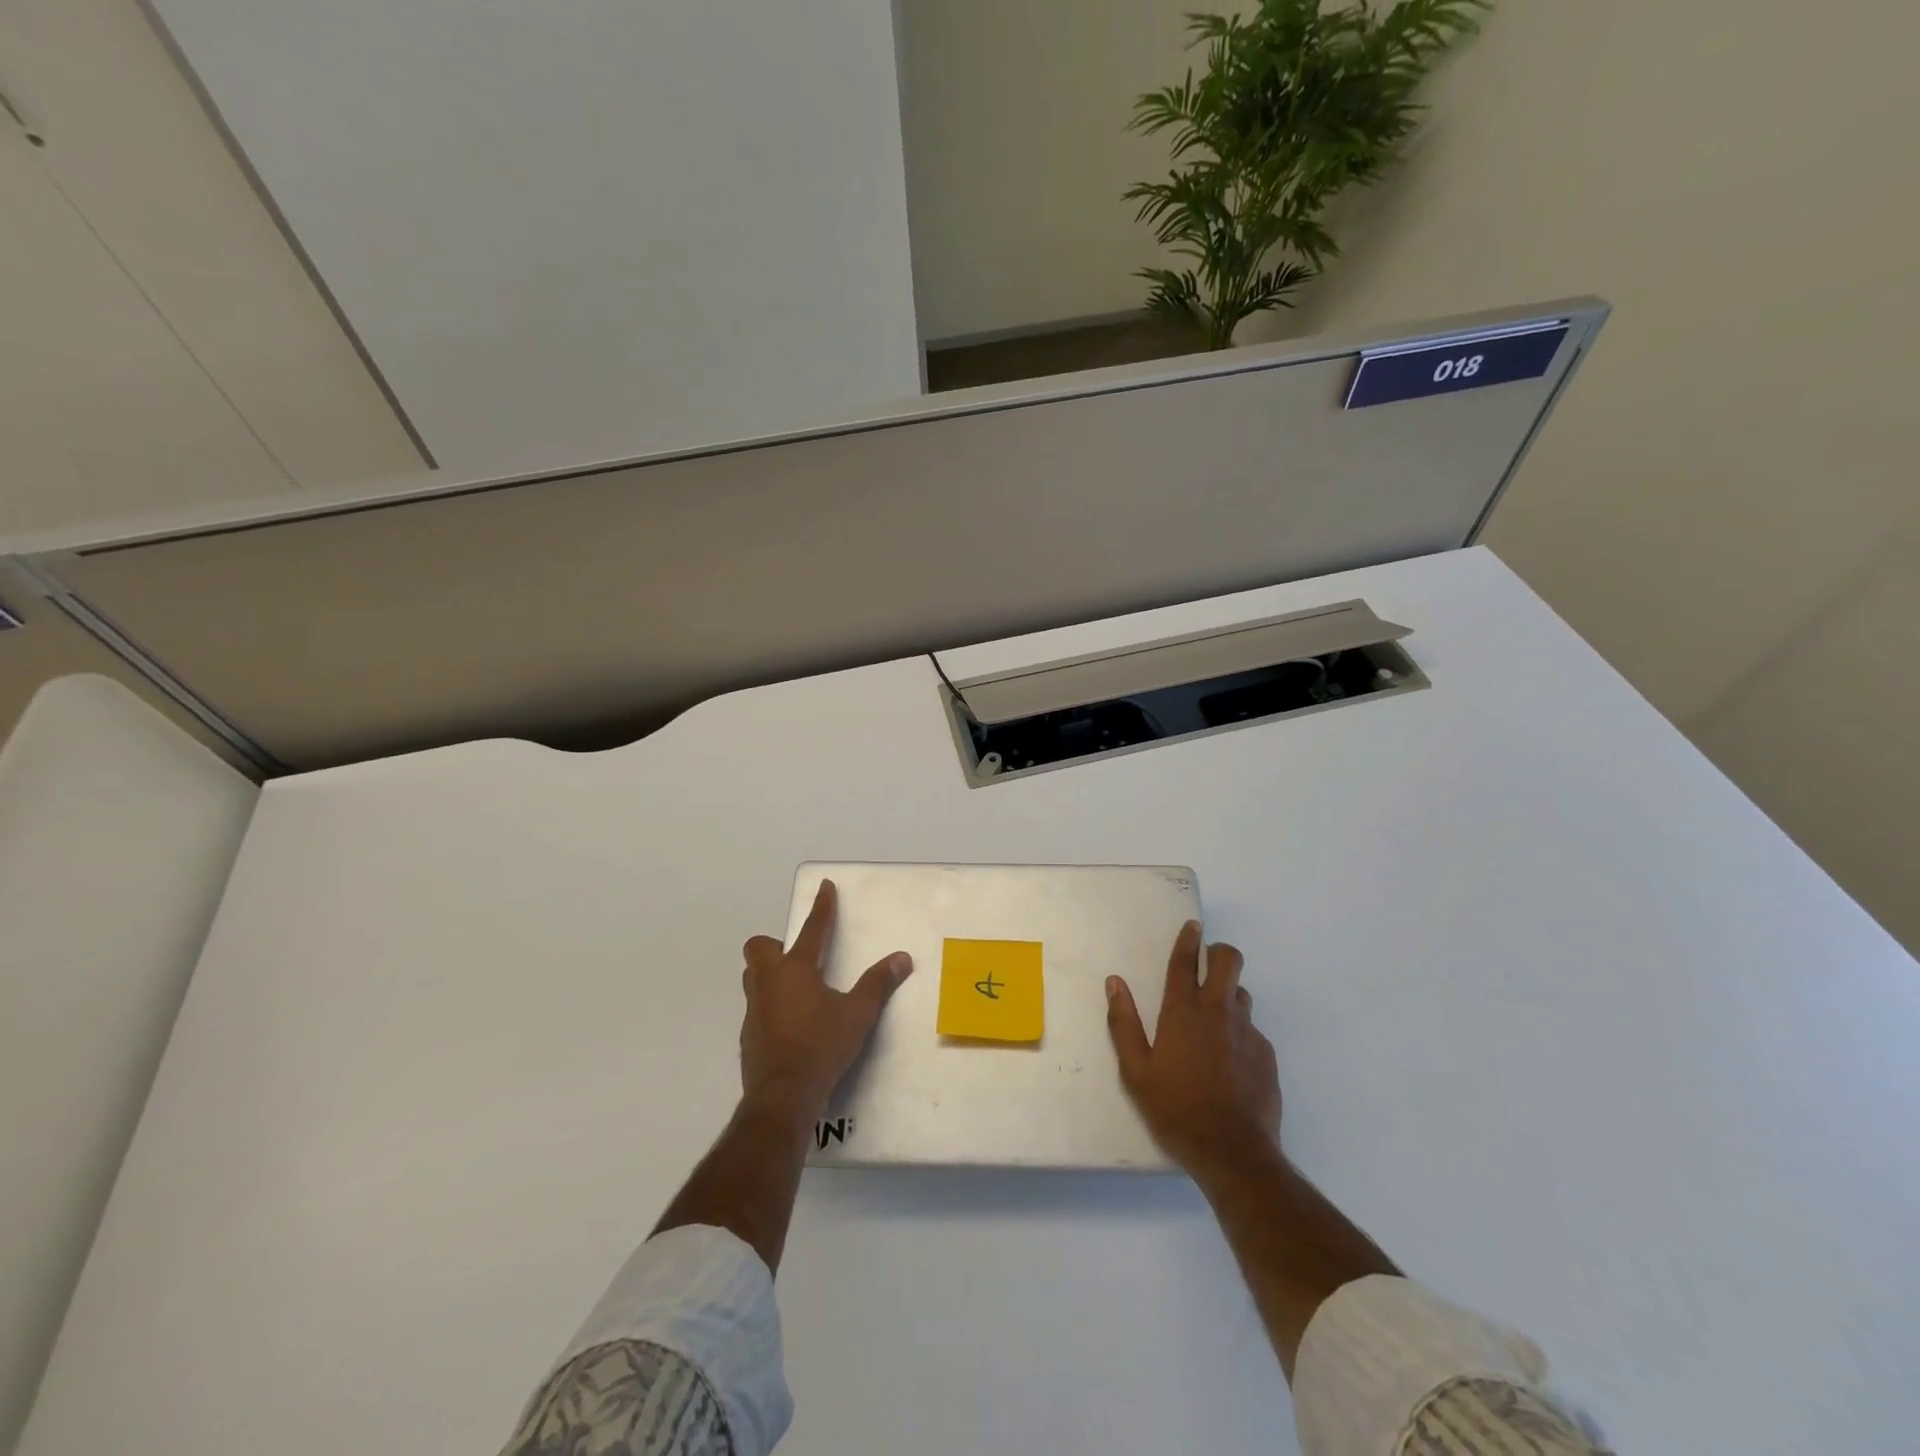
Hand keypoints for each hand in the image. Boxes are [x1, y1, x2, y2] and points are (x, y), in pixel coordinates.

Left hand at [739, 880, 912, 1122]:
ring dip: (769, 974)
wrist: (783, 1095)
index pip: (812, 929)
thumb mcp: (858, 1014)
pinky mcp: (748, 1036)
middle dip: (775, 944)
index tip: (825, 887)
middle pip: (760, 947)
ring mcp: (754, 1009)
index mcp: (796, 969)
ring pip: (753, 977)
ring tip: (796, 989)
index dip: (821, 907)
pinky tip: (790, 1025)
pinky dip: (770, 1006)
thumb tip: (901, 959)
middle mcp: (769, 982)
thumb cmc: (821, 1046)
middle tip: (799, 957)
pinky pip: (756, 1008)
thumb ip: (878, 984)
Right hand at [1106, 921, 1280, 1180]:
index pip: (1185, 963)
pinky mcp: (1266, 1054)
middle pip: (1228, 961)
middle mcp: (1218, 1012)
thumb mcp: (1136, 1072)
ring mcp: (1247, 1032)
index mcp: (1182, 1013)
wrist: (1233, 1153)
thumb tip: (1114, 983)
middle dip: (1218, 953)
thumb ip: (1124, 1024)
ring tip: (1213, 1020)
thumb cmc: (1175, 1110)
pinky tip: (1229, 1061)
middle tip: (1205, 965)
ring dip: (1228, 994)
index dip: (1188, 940)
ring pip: (1241, 993)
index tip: (1192, 926)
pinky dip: (1239, 1032)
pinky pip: (1252, 1029)